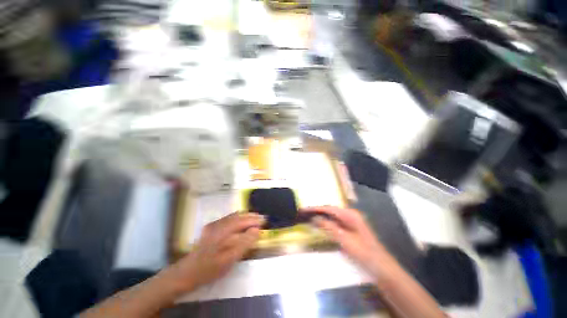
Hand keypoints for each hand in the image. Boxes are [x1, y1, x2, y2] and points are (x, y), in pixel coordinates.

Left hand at [164, 212, 264, 292]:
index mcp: (223, 230)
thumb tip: (256, 230)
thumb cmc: (209, 268)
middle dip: (252, 216)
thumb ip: (244, 243)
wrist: (186, 273)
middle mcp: (219, 223)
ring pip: (234, 216)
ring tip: (255, 218)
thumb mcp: (229, 259)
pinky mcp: (211, 228)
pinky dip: (238, 218)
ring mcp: (214, 225)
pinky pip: (228, 219)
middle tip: (262, 218)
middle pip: (239, 215)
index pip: (243, 221)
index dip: (255, 220)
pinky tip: (241, 222)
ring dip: (245, 216)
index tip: (265, 221)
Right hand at [301, 206, 387, 276]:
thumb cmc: (364, 253)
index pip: (329, 208)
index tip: (304, 210)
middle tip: (304, 214)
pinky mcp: (350, 230)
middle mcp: (350, 215)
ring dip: (321, 217)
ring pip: (332, 217)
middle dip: (317, 212)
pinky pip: (335, 223)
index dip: (316, 208)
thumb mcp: (345, 240)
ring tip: (309, 218)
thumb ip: (330, 227)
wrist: (381, 268)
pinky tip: (320, 226)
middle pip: (330, 211)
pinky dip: (326, 224)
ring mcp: (350, 222)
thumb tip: (315, 218)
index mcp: (350, 215)